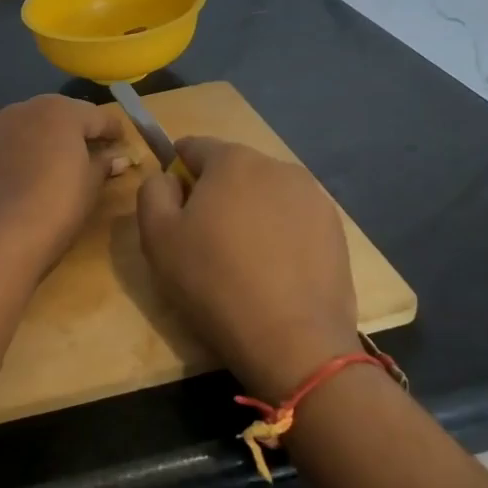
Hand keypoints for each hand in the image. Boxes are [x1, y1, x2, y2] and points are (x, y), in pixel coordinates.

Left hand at [0, 94, 124, 278]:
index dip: (115, 132)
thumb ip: (104, 164)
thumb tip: (118, 158)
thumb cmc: (57, 205)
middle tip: (100, 152)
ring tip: (71, 162)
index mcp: (62, 111)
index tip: (125, 146)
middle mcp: (30, 108)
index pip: (99, 116)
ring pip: (39, 124)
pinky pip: (20, 139)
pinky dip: (34, 148)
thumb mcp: (90, 185)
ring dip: (56, 138)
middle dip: (83, 130)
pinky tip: (41, 169)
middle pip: (66, 114)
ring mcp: (3, 126)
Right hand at [137, 137, 359, 401]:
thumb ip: (153, 191)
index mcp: (232, 160)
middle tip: (203, 241)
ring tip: (242, 260)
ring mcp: (313, 197)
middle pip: (232, 170)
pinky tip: (272, 272)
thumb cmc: (213, 282)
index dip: (176, 173)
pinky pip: (293, 220)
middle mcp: (278, 166)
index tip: (173, 210)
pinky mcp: (335, 230)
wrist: (292, 340)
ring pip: (265, 195)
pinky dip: (278, 235)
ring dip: (249, 214)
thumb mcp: (157, 236)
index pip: (193, 147)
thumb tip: (168, 179)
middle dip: (214, 193)